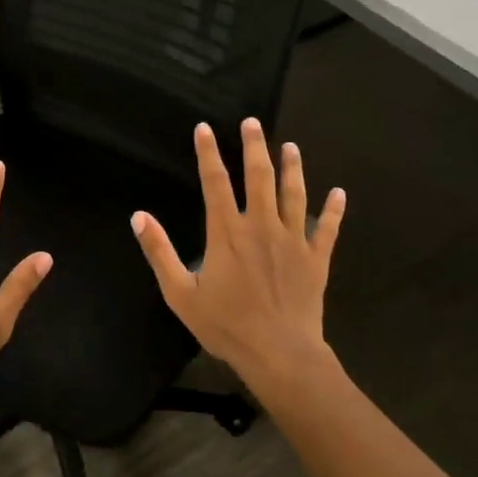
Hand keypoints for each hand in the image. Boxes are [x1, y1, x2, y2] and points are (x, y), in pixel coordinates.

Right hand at [131, 119, 344, 394]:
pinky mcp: (316, 258)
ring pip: (294, 194)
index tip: (205, 128)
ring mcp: (293, 240)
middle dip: (254, 147)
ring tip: (290, 146)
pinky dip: (334, 210)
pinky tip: (339, 193)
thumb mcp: (180, 293)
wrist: (279, 353)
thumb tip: (138, 216)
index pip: (215, 183)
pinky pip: (328, 229)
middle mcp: (261, 226)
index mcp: (227, 232)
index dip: (208, 153)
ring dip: (292, 168)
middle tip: (253, 123)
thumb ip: (159, 252)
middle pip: (258, 177)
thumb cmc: (226, 325)